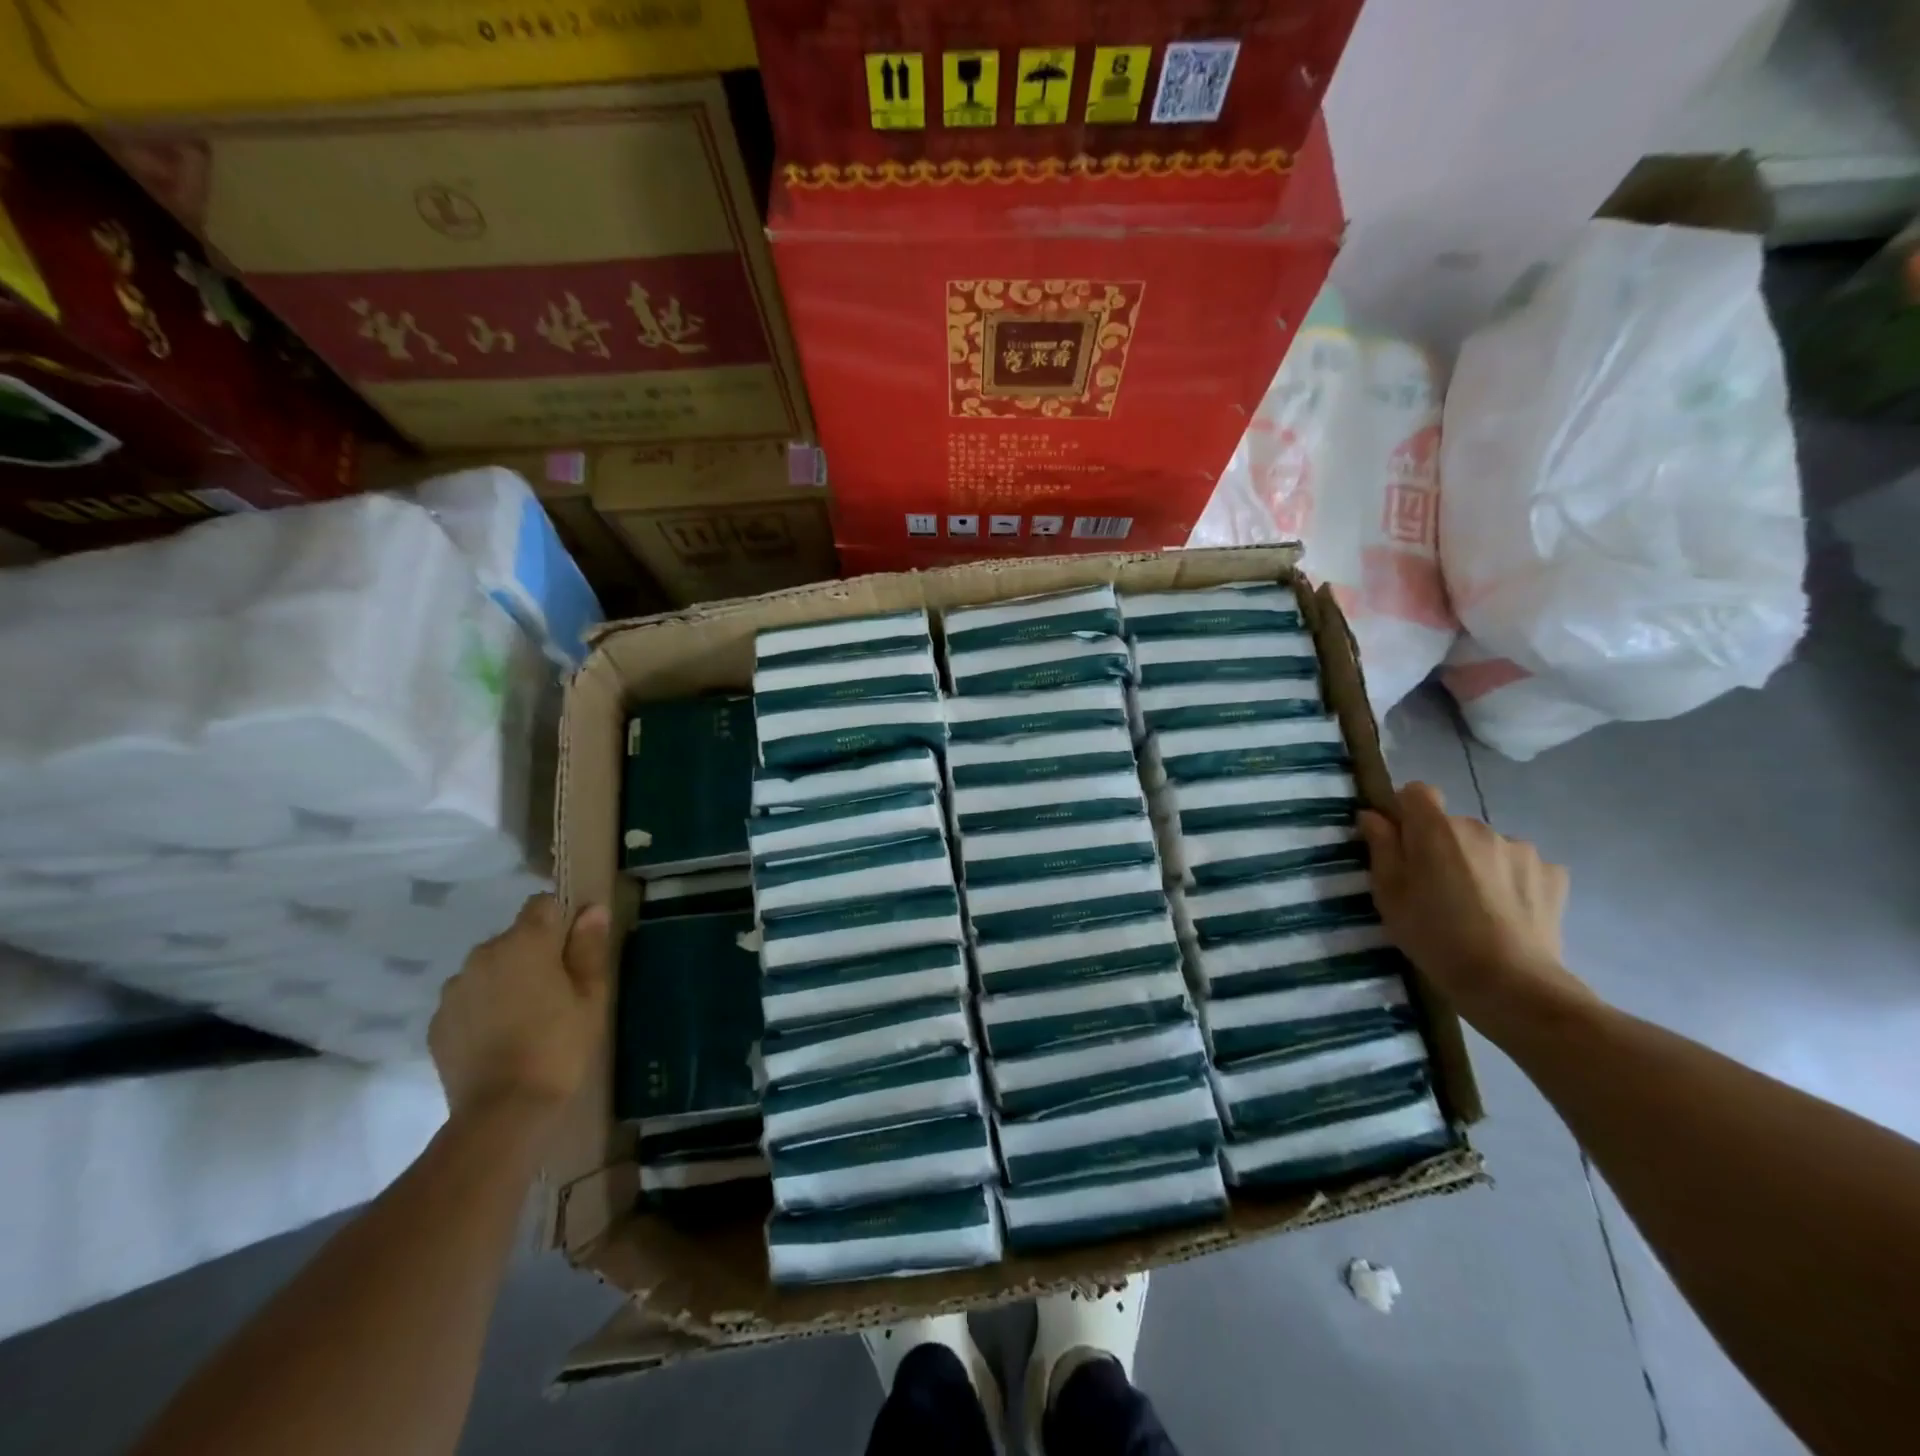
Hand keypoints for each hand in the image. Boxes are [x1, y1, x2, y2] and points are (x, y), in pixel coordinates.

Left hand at [429, 894, 610, 1121]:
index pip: (542, 904)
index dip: (562, 919)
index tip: (575, 948)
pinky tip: (501, 1038)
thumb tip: (592, 910)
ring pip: (489, 968)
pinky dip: (484, 1008)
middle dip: (534, 953)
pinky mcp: (437, 1022)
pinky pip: (468, 999)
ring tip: (526, 1018)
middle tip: (557, 991)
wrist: (502, 1111)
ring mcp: (454, 989)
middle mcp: (483, 954)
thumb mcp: (591, 995)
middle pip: (515, 937)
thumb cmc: (559, 1045)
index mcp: (525, 942)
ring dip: (506, 980)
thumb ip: (589, 947)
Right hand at [1357, 783, 1591, 1034]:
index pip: (1417, 792)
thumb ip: (1381, 848)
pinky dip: (1512, 880)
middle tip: (1435, 888)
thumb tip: (1374, 816)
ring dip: (1478, 863)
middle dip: (1442, 846)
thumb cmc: (1434, 936)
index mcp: (1436, 829)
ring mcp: (1522, 849)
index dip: (1406, 812)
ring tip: (1476, 905)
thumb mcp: (1389, 895)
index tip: (1401, 843)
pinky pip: (1521, 866)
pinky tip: (1507, 913)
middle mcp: (1480, 827)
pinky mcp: (1554, 874)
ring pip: (1487, 846)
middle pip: (1452, 824)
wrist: (1511, 982)